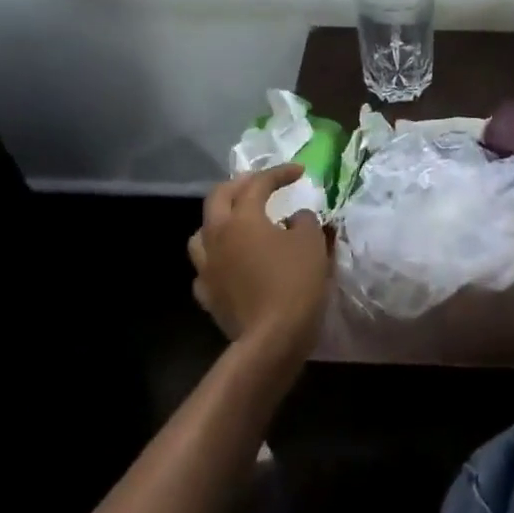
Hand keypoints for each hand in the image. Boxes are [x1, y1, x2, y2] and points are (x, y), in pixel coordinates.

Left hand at [188, 164, 332, 366]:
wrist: (271, 340)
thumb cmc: (294, 282)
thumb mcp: (311, 242)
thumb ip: (303, 220)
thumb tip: (294, 219)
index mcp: (242, 218)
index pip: (258, 183)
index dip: (279, 173)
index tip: (299, 172)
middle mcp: (217, 236)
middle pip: (218, 197)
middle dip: (240, 185)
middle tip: (261, 184)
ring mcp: (207, 268)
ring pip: (202, 232)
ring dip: (220, 220)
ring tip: (239, 221)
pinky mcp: (207, 295)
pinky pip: (206, 266)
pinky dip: (219, 257)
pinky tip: (232, 262)